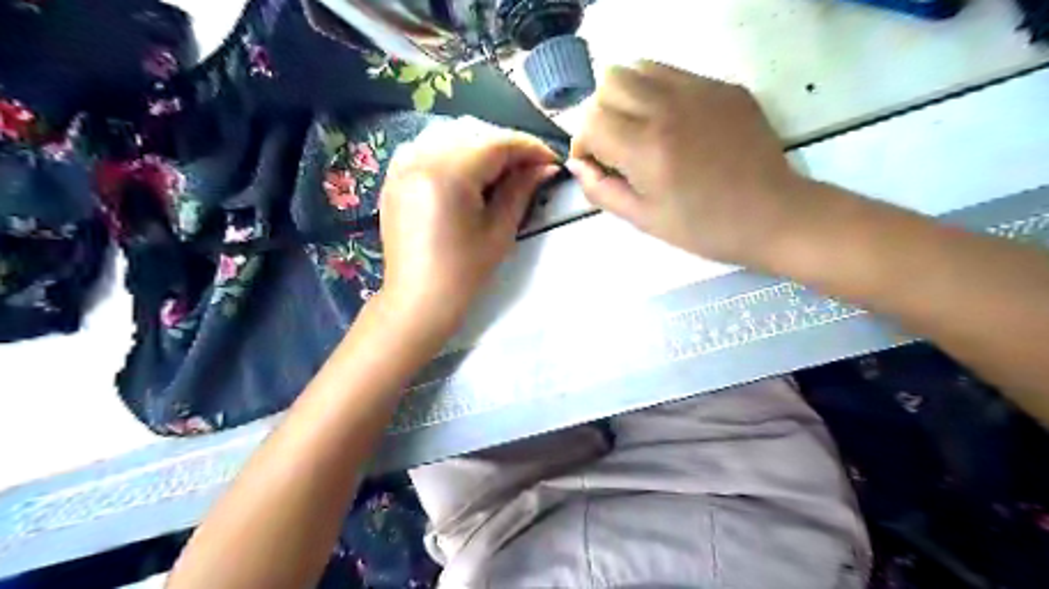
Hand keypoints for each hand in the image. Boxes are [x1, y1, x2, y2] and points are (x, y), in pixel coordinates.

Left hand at [378, 115, 555, 336]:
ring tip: (499, 170)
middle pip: (474, 132)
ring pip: (449, 134)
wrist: (418, 299)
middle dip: (506, 146)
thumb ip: (521, 190)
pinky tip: (465, 172)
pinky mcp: (394, 177)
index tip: (551, 160)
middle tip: (529, 169)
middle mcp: (420, 157)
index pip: (497, 143)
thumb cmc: (463, 272)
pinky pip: (426, 146)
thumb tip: (544, 167)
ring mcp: (401, 165)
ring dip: (478, 145)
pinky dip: (450, 151)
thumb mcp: (499, 231)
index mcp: (448, 173)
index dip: (529, 147)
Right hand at [572, 57, 814, 265]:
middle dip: (602, 113)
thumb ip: (601, 190)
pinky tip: (677, 126)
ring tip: (642, 129)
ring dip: (628, 96)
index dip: (584, 143)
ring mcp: (700, 91)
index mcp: (647, 148)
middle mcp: (668, 108)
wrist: (773, 216)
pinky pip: (675, 74)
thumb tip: (578, 164)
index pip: (591, 120)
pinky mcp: (724, 87)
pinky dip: (660, 93)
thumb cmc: (704, 228)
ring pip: (640, 67)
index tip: (597, 164)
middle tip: (617, 144)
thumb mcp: (644, 220)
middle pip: (609, 81)